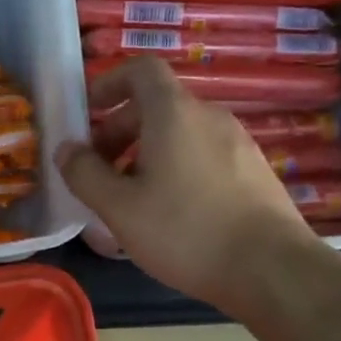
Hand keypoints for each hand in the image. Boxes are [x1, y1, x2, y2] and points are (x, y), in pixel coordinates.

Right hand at [55, 56, 316, 313]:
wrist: (273, 270)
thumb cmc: (185, 231)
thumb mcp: (118, 208)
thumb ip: (84, 174)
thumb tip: (66, 149)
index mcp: (174, 114)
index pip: (141, 70)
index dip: (109, 83)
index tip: (88, 114)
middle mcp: (209, 117)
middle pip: (156, 104)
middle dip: (119, 130)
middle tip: (98, 169)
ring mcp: (238, 142)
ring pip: (179, 132)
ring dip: (145, 152)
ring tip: (130, 196)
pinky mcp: (253, 171)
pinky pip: (202, 153)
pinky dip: (175, 166)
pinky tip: (170, 211)